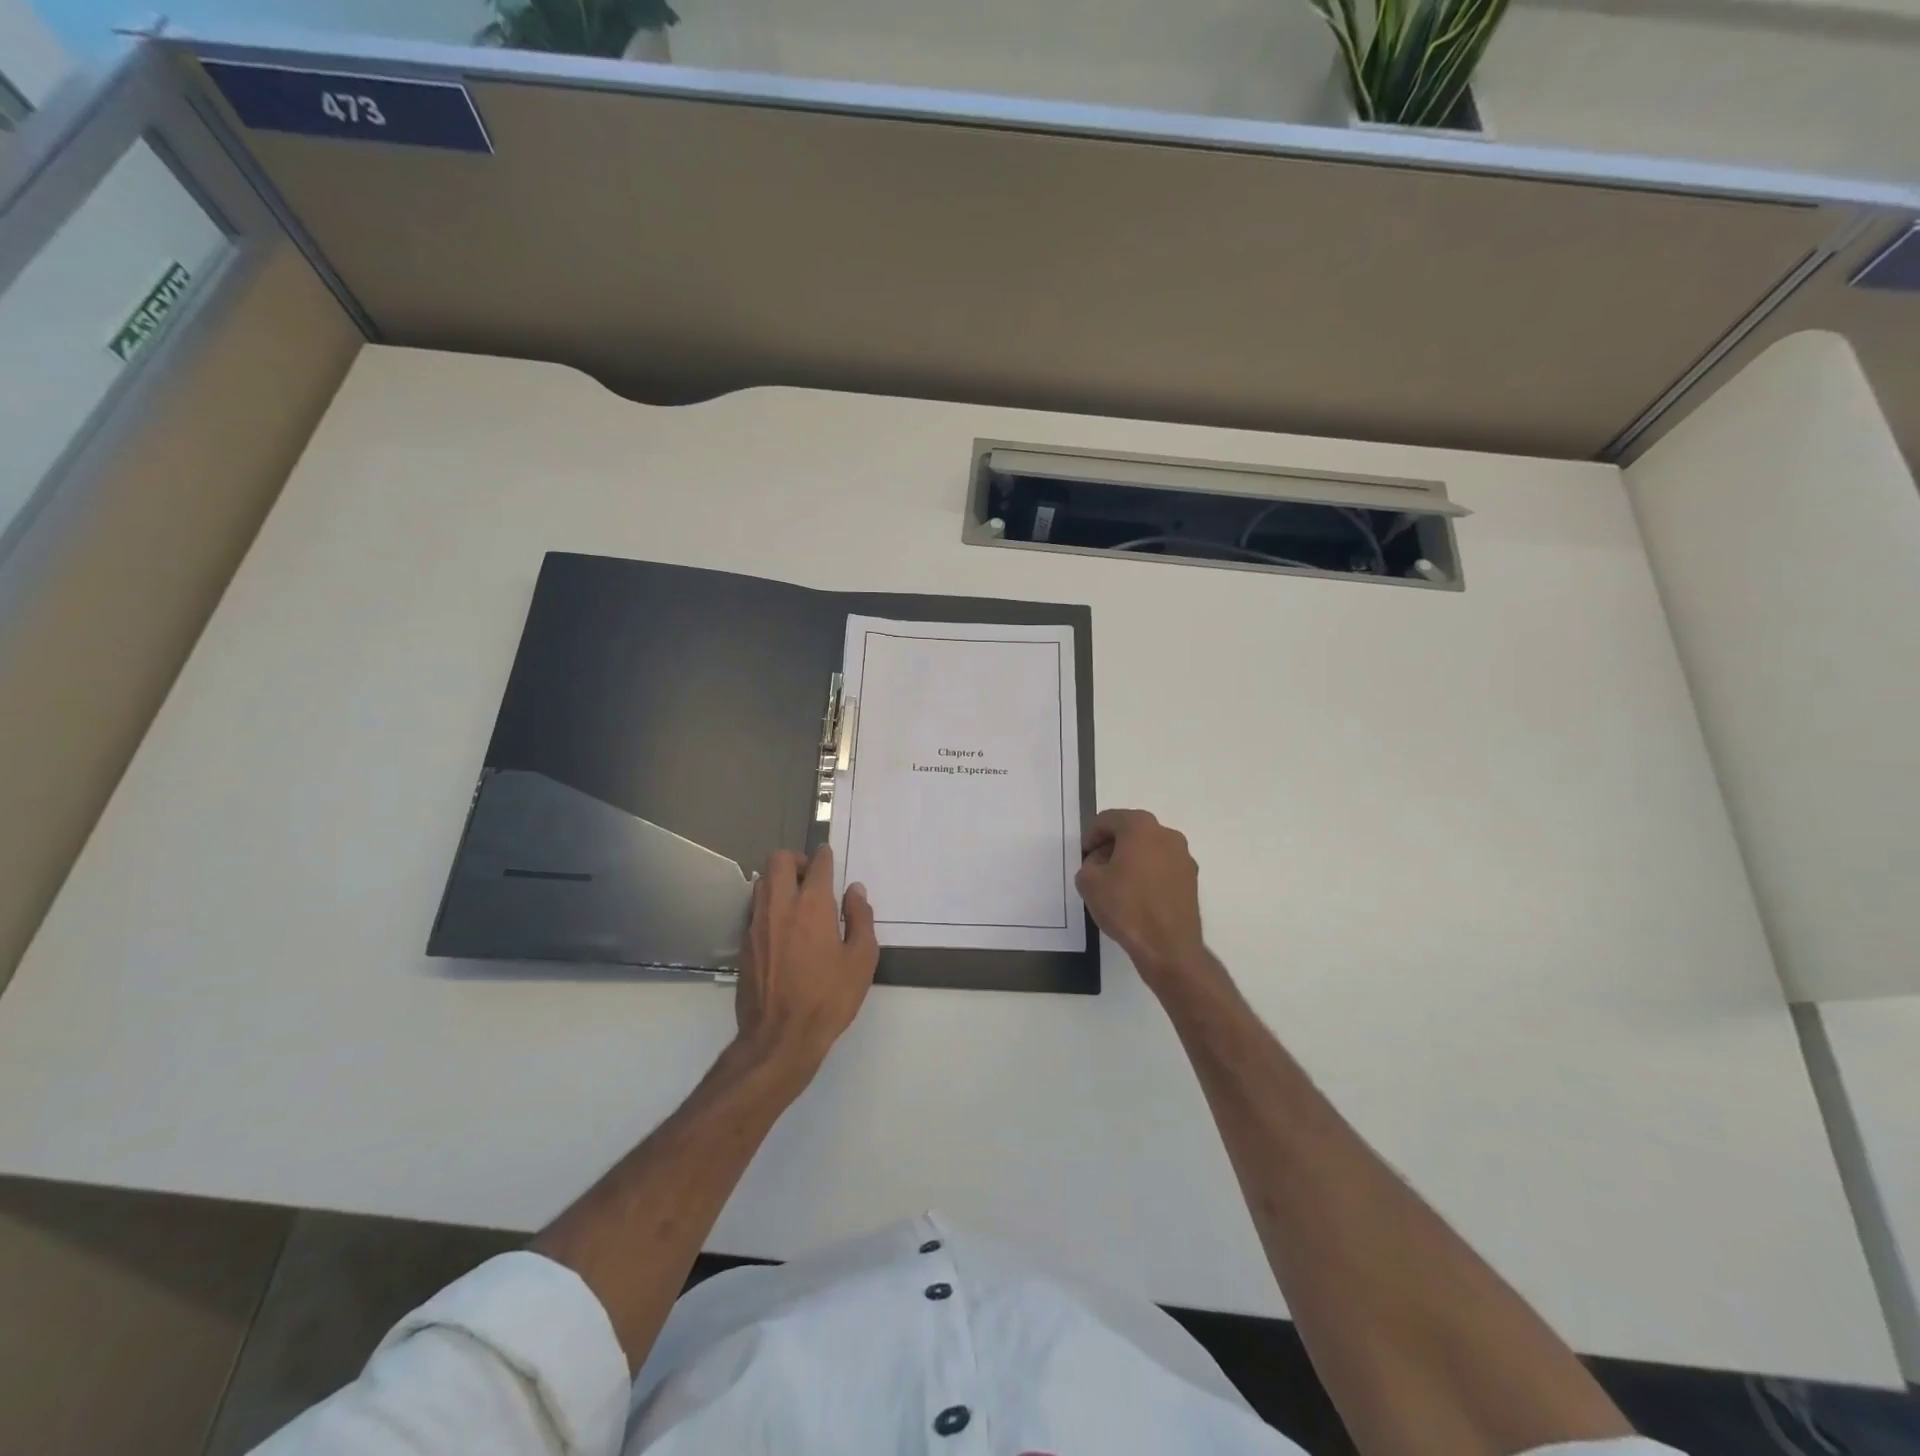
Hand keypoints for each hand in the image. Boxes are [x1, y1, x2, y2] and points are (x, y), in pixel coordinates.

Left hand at [735, 845, 878, 1084]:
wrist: (779, 1038)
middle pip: (779, 860)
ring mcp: (757, 923)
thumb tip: (854, 891)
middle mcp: (781, 906)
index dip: (825, 857)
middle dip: (796, 860)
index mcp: (813, 905)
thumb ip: (861, 919)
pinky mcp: (745, 943)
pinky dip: (769, 905)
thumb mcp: (862, 960)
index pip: (817, 864)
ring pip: (762, 881)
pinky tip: (783, 927)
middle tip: (812, 878)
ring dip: (779, 880)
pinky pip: (755, 908)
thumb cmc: (828, 998)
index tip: (829, 859)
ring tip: (797, 900)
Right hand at [1075, 809, 1209, 993]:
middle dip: (1111, 845)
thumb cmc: (1126, 907)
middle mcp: (1167, 834)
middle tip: (1097, 867)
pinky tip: (1137, 896)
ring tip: (1117, 884)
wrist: (1168, 947)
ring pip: (1149, 848)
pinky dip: (1148, 873)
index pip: (1108, 819)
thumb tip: (1101, 864)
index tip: (1083, 856)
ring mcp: (1183, 857)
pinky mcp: (1191, 879)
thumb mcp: (1089, 882)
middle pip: (1131, 831)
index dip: (1090, 835)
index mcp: (1141, 827)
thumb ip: (1088, 864)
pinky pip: (1162, 866)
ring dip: (1131, 859)